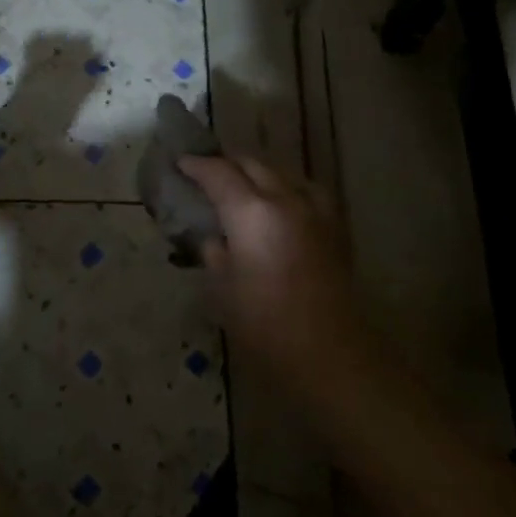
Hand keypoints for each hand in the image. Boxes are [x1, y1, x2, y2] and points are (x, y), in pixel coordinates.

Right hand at [178, 155, 364, 383]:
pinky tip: (283, 203)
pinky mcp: (335, 225)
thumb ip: (215, 254)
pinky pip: (306, 190)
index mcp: (251, 212)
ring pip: (282, 173)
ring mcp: (314, 209)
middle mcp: (284, 198)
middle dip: (228, 164)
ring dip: (259, 172)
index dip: (197, 166)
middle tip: (208, 173)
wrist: (329, 353)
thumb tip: (213, 238)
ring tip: (243, 184)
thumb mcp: (223, 291)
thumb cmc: (265, 326)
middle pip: (252, 164)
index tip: (181, 163)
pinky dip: (287, 188)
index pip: (218, 174)